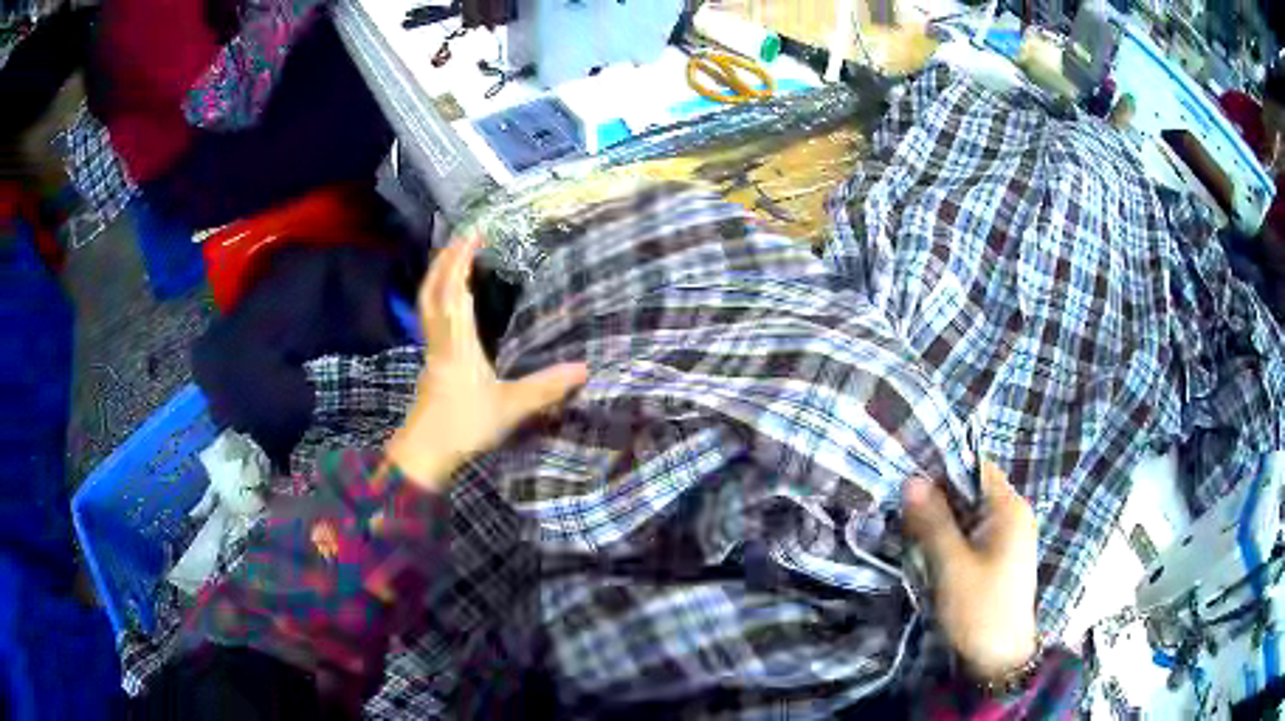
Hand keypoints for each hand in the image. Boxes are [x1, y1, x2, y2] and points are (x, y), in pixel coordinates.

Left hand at [386, 236, 588, 490]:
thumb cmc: (465, 425)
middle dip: (446, 259)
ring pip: (427, 303)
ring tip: (451, 258)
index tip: (474, 234)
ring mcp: (431, 350)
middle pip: (434, 289)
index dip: (462, 260)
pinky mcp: (429, 362)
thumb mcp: (511, 407)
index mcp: (458, 342)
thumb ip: (546, 388)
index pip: (456, 290)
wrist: (425, 452)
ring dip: (437, 275)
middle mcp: (440, 339)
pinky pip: (429, 317)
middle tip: (462, 236)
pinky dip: (436, 297)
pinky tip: (447, 302)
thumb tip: (585, 369)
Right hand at [902, 460, 1038, 680]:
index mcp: (1009, 509)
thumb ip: (933, 522)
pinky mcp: (999, 558)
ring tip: (907, 526)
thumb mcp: (951, 566)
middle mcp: (1013, 515)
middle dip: (937, 496)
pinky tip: (927, 548)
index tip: (907, 476)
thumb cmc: (979, 609)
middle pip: (972, 490)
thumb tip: (910, 480)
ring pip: (970, 514)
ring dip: (941, 519)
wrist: (1000, 660)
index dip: (942, 468)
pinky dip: (950, 537)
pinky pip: (972, 535)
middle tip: (899, 505)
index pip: (976, 468)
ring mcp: (1008, 538)